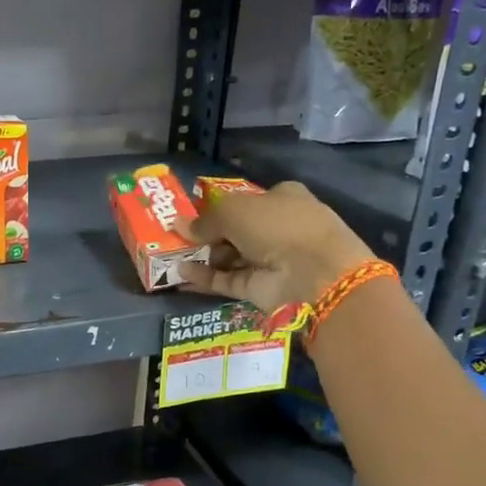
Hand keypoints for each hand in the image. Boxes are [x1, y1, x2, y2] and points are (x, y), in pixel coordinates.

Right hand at [178, 181, 373, 313]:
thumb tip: (178, 224)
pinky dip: (205, 277)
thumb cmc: (278, 226)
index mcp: (282, 198)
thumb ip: (204, 219)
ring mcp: (269, 260)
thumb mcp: (234, 211)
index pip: (247, 200)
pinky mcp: (260, 288)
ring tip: (170, 255)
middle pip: (235, 230)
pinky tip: (180, 273)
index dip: (219, 206)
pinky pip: (226, 280)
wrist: (314, 273)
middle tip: (175, 236)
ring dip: (202, 256)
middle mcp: (277, 228)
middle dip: (206, 234)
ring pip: (229, 256)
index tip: (191, 213)